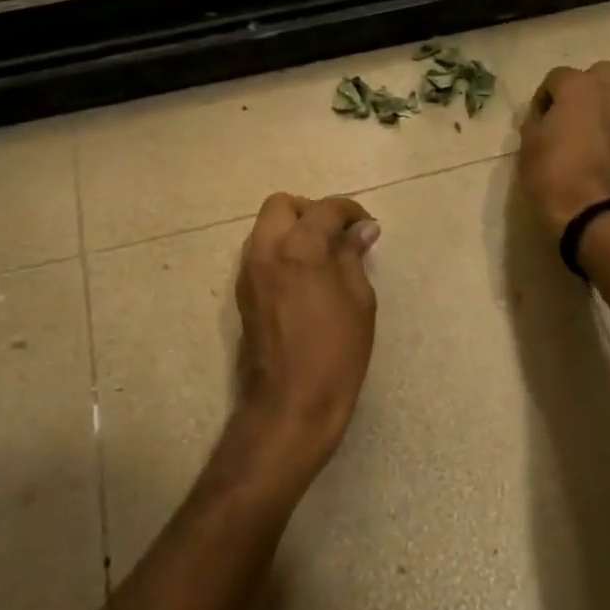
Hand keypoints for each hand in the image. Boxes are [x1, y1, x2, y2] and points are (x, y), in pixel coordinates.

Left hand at [219, 193, 380, 494]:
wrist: (291, 404)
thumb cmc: (337, 353)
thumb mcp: (360, 301)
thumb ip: (354, 256)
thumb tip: (362, 229)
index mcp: (299, 249)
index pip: (325, 209)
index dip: (350, 211)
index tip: (367, 227)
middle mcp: (265, 251)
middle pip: (282, 205)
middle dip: (312, 211)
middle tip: (337, 236)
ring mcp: (248, 272)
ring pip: (266, 228)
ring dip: (293, 230)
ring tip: (323, 258)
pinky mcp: (242, 293)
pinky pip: (260, 253)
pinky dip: (281, 251)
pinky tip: (305, 278)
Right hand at [518, 63, 609, 237]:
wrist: (596, 212)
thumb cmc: (554, 175)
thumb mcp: (528, 146)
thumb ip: (535, 121)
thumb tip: (543, 117)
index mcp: (578, 86)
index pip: (556, 77)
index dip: (543, 97)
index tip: (537, 119)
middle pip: (596, 74)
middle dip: (582, 87)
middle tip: (566, 114)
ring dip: (603, 100)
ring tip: (587, 126)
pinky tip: (603, 142)